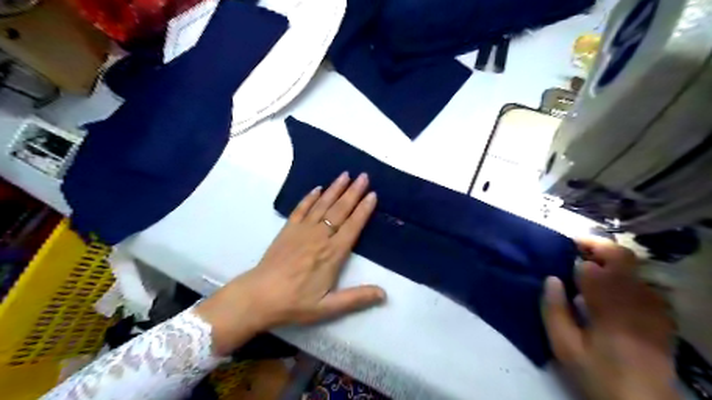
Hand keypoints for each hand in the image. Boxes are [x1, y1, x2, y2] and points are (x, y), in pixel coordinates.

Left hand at [194, 172, 385, 356]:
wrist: (259, 297)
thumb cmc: (295, 302)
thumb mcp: (328, 307)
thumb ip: (356, 298)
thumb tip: (384, 294)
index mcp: (332, 254)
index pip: (352, 226)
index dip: (363, 210)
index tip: (372, 194)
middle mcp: (319, 237)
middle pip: (340, 210)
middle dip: (353, 192)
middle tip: (364, 176)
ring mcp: (302, 230)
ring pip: (322, 205)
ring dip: (335, 189)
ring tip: (345, 175)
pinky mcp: (288, 229)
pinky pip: (301, 208)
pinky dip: (310, 197)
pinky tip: (317, 189)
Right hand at [547, 238, 676, 399]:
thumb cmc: (598, 372)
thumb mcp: (564, 347)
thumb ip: (554, 310)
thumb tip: (551, 278)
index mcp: (610, 307)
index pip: (594, 267)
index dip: (576, 257)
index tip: (561, 256)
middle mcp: (636, 300)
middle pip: (622, 257)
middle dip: (597, 246)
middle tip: (575, 247)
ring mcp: (653, 306)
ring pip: (633, 267)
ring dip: (609, 260)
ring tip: (588, 267)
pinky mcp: (661, 314)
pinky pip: (641, 283)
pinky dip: (623, 276)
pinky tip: (610, 289)